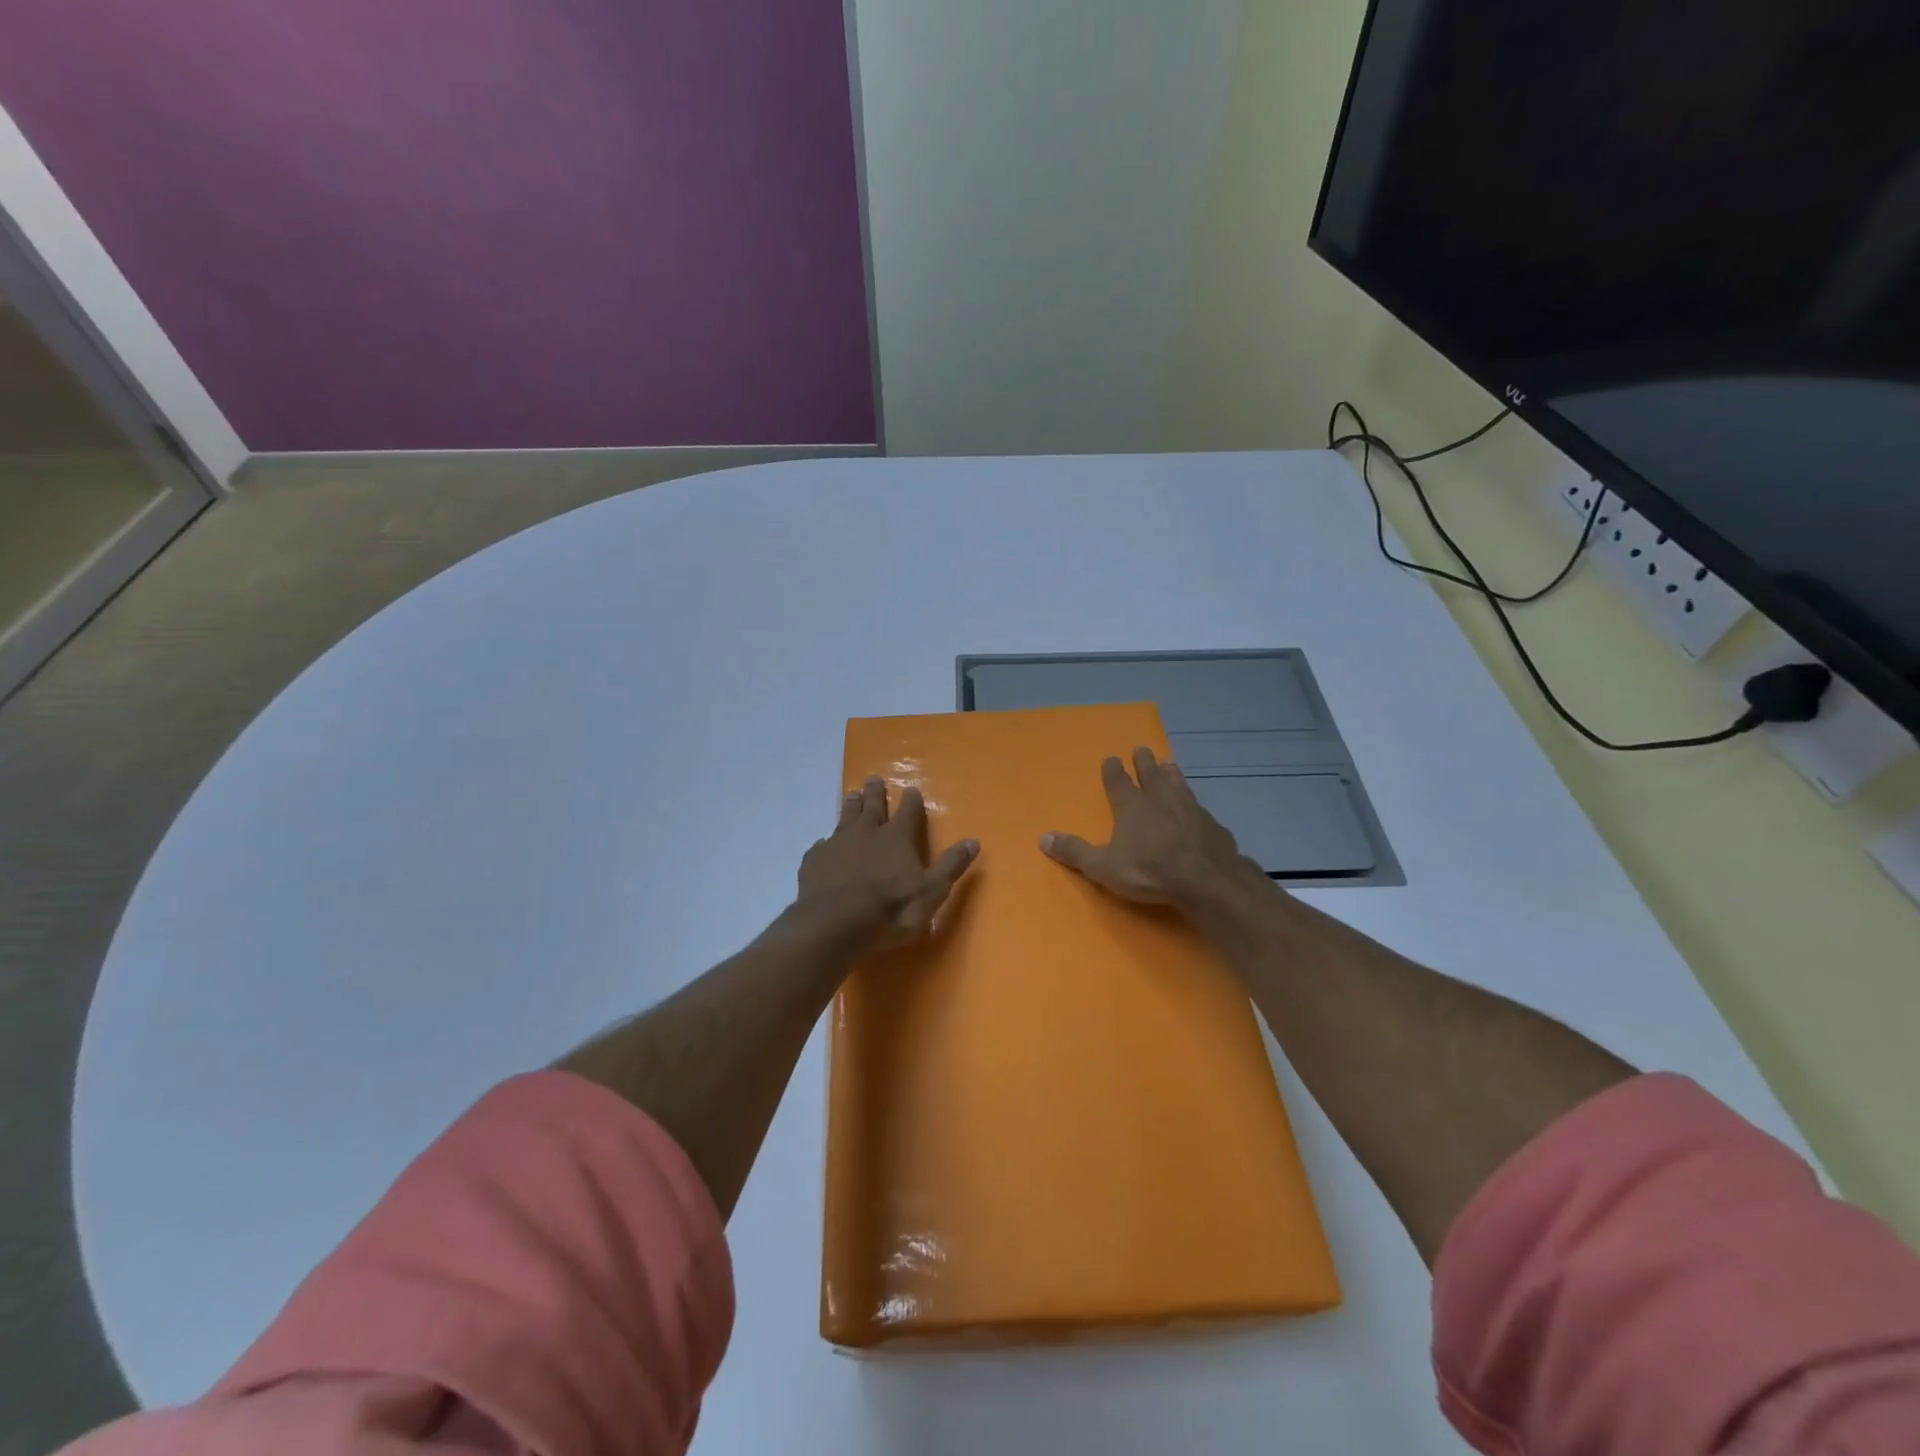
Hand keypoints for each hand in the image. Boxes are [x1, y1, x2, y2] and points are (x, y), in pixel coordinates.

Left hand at [798, 777, 979, 948]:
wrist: (835, 923)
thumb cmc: (890, 909)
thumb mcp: (931, 891)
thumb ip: (950, 866)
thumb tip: (973, 841)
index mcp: (897, 838)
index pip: (908, 812)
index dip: (911, 801)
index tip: (911, 789)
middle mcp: (867, 832)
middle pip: (873, 806)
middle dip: (876, 793)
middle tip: (874, 778)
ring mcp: (838, 844)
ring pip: (846, 817)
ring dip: (851, 806)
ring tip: (852, 794)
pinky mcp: (815, 860)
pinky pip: (821, 845)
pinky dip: (825, 842)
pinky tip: (823, 844)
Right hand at [1041, 747, 1257, 908]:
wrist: (1205, 880)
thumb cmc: (1149, 871)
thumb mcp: (1103, 866)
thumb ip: (1074, 851)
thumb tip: (1043, 838)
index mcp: (1131, 806)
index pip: (1118, 782)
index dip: (1113, 770)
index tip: (1111, 758)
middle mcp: (1160, 800)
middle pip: (1150, 775)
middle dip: (1144, 762)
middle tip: (1142, 749)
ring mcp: (1190, 809)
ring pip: (1179, 784)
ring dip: (1172, 774)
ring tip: (1170, 764)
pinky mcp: (1213, 825)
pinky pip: (1201, 810)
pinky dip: (1195, 806)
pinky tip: (1199, 810)